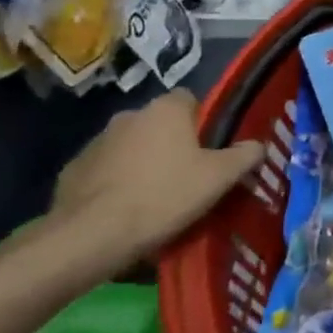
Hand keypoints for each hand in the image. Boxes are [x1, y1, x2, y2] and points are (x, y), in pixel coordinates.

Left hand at [50, 90, 264, 263]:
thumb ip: (244, 156)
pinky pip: (106, 169)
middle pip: (160, 124)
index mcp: (166, 110)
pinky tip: (126, 208)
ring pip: (132, 146)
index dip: (203, 123)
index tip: (211, 150)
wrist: (94, 233)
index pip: (190, 100)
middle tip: (188, 176)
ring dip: (143, 162)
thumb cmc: (166, 195)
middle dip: (172, 144)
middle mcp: (129, 115)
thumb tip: (258, 145)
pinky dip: (117, 182)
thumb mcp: (220, 177)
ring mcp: (97, 141)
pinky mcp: (73, 168)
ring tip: (156, 197)